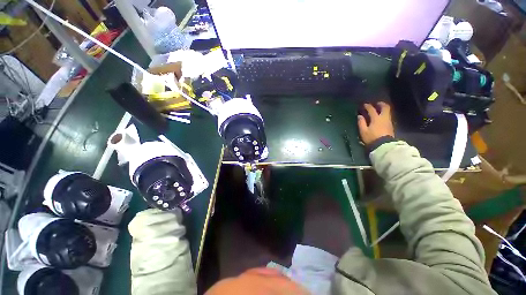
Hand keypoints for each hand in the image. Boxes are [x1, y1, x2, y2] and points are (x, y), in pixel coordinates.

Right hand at [357, 102, 393, 145]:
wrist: (384, 146)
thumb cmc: (372, 138)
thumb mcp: (363, 131)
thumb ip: (361, 123)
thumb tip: (360, 116)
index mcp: (376, 118)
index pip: (372, 109)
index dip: (368, 106)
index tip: (364, 104)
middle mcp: (384, 118)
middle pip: (385, 107)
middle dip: (380, 104)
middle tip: (376, 104)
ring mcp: (388, 122)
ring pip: (387, 112)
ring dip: (383, 109)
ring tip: (378, 110)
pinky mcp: (390, 126)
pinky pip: (388, 117)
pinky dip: (384, 114)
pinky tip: (380, 117)